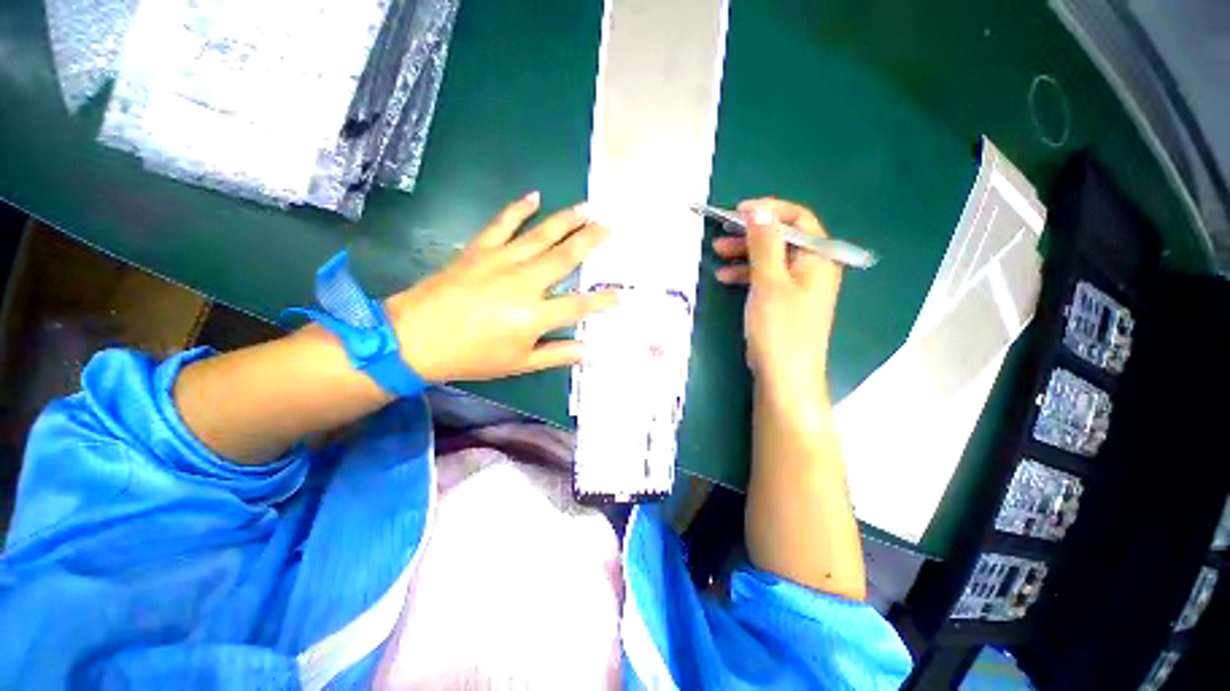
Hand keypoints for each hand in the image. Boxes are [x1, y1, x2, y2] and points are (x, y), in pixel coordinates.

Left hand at [385, 192, 617, 381]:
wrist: (415, 338)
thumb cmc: (472, 356)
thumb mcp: (519, 364)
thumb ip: (557, 354)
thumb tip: (588, 350)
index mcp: (534, 315)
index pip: (579, 305)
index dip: (603, 301)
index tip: (621, 295)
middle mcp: (524, 282)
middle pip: (565, 257)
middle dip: (591, 240)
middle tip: (610, 225)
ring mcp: (501, 261)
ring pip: (541, 235)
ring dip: (566, 220)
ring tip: (587, 207)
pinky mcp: (479, 249)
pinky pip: (502, 223)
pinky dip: (518, 208)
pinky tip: (535, 196)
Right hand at [712, 198, 841, 398]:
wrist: (785, 377)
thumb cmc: (779, 327)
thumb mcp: (769, 281)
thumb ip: (764, 243)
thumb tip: (758, 209)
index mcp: (818, 258)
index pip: (798, 219)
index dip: (769, 211)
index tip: (739, 212)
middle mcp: (812, 268)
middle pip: (782, 239)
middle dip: (751, 234)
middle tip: (722, 234)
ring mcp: (799, 287)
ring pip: (771, 259)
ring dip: (744, 254)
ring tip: (717, 255)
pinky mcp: (784, 303)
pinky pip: (766, 278)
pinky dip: (747, 275)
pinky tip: (726, 277)